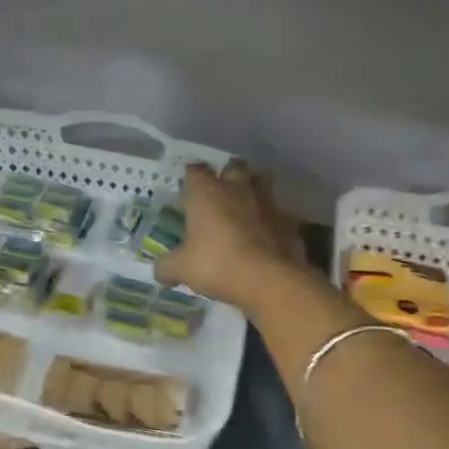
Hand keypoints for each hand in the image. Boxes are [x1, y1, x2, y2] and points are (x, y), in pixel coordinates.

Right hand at [154, 160, 305, 309]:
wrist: (270, 280)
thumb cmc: (217, 264)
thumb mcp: (182, 269)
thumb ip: (167, 267)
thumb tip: (159, 272)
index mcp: (207, 193)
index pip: (196, 171)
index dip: (191, 178)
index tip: (188, 189)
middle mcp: (238, 189)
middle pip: (234, 167)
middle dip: (228, 175)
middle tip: (220, 193)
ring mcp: (267, 203)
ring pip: (262, 183)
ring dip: (254, 191)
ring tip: (246, 208)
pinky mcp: (289, 222)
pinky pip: (279, 214)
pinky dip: (272, 221)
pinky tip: (267, 236)